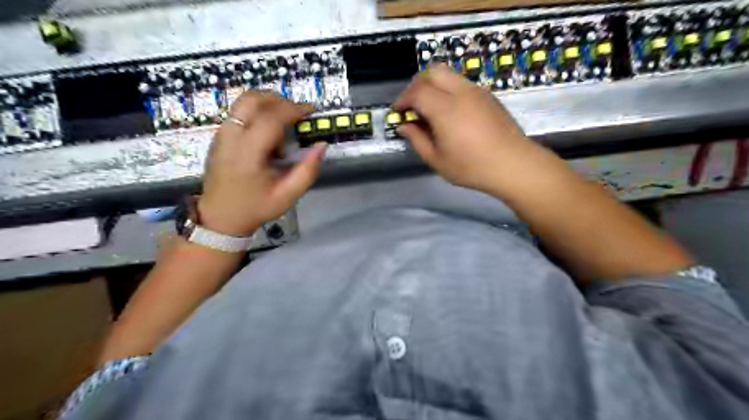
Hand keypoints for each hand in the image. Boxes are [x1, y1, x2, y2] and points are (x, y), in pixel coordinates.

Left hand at [197, 93, 325, 235]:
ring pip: (242, 102)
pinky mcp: (219, 137)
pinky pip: (238, 112)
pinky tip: (269, 131)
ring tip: (284, 119)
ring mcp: (221, 135)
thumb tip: (321, 145)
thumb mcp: (288, 195)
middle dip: (278, 98)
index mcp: (248, 155)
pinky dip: (257, 112)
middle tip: (297, 111)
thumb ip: (308, 171)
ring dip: (267, 102)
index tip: (310, 111)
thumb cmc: (256, 207)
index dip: (293, 109)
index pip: (270, 118)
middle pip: (251, 100)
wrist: (220, 217)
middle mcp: (231, 138)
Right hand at [393, 65, 554, 194]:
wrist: (513, 164)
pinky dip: (448, 90)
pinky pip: (461, 83)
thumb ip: (417, 140)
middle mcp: (461, 92)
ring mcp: (477, 91)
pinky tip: (450, 113)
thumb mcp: (437, 160)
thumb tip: (404, 126)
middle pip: (432, 72)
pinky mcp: (488, 96)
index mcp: (445, 109)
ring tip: (430, 109)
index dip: (402, 100)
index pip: (417, 91)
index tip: (398, 113)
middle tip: (412, 106)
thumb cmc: (472, 167)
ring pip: (448, 74)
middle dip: (416, 85)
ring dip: (433, 86)